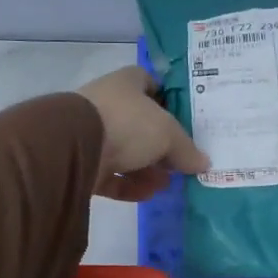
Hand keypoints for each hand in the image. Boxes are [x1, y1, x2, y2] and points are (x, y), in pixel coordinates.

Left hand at [77, 65, 209, 201]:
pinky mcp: (83, 163)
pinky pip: (111, 175)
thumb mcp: (167, 134)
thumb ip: (186, 149)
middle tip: (181, 162)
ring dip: (147, 169)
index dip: (169, 100)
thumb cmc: (127, 124)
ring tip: (167, 184)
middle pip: (141, 124)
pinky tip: (148, 194)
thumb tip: (203, 163)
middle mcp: (108, 104)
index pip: (151, 84)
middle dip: (161, 144)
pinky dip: (129, 185)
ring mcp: (92, 133)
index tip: (186, 121)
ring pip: (126, 151)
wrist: (74, 146)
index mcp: (127, 83)